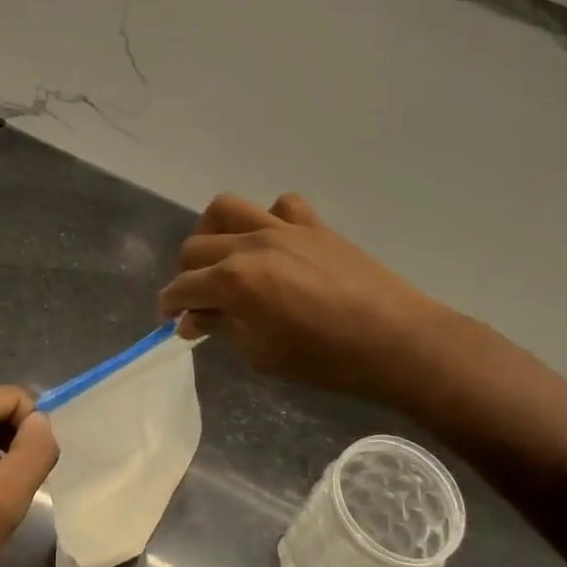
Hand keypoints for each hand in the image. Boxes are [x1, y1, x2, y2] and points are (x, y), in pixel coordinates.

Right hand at [157, 193, 450, 402]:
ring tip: (222, 256)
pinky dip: (268, 219)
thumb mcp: (262, 354)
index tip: (171, 318)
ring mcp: (284, 228)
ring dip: (214, 231)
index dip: (170, 304)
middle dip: (187, 274)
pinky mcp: (314, 225)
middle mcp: (251, 244)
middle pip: (196, 246)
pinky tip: (274, 244)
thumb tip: (194, 319)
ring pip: (228, 208)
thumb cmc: (326, 360)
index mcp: (234, 281)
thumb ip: (223, 328)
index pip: (183, 286)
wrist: (395, 341)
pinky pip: (281, 206)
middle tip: (198, 299)